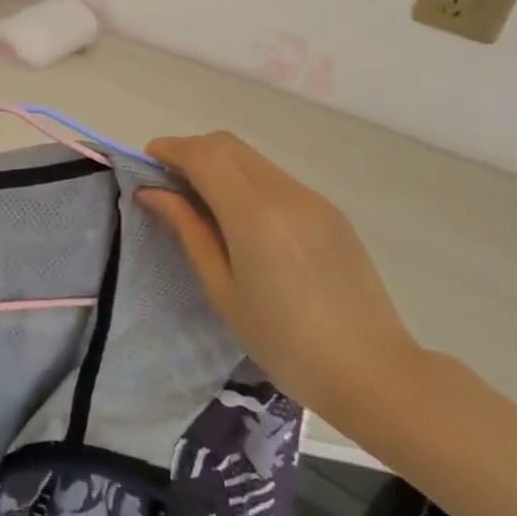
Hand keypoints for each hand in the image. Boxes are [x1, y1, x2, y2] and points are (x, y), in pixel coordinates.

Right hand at [139, 132, 421, 418]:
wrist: (370, 371)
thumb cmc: (282, 341)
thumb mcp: (222, 288)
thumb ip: (188, 230)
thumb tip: (152, 192)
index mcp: (254, 215)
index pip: (204, 155)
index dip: (170, 149)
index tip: (145, 162)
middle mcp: (286, 194)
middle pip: (228, 145)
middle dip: (192, 152)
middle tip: (167, 183)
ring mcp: (313, 200)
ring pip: (253, 159)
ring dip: (219, 165)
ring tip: (201, 204)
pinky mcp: (330, 212)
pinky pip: (276, 179)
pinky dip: (246, 182)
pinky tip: (241, 220)